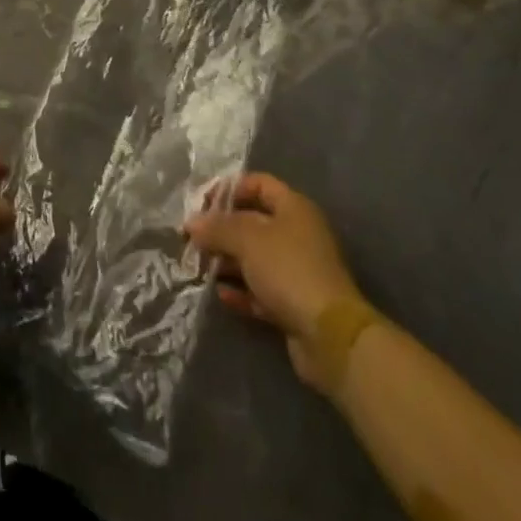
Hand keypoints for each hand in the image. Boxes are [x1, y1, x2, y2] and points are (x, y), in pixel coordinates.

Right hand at [183, 173, 360, 396]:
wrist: (329, 336)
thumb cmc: (288, 270)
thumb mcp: (246, 239)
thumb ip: (216, 227)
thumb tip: (191, 223)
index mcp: (293, 208)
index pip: (258, 184)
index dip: (229, 189)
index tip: (201, 204)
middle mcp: (297, 234)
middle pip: (252, 222)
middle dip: (222, 230)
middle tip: (194, 240)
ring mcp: (296, 270)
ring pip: (254, 258)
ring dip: (227, 262)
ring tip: (200, 268)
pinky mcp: (294, 303)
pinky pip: (261, 290)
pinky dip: (241, 290)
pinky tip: (222, 294)